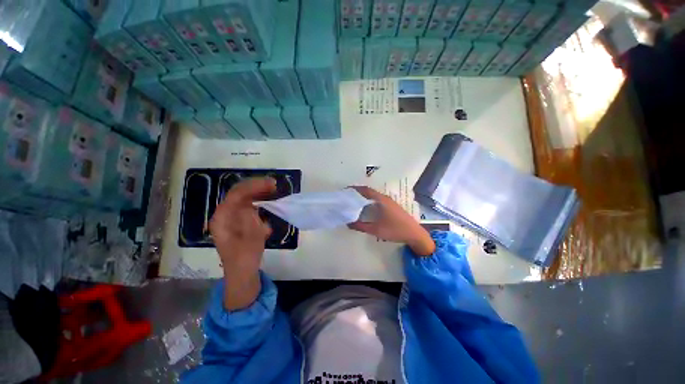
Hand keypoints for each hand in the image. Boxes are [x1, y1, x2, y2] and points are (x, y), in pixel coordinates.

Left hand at [210, 177, 275, 309]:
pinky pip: (249, 203)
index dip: (253, 187)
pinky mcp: (240, 219)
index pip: (236, 195)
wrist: (242, 271)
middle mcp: (225, 214)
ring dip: (258, 191)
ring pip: (244, 197)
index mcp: (222, 219)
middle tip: (274, 185)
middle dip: (256, 186)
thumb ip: (250, 224)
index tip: (271, 185)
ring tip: (273, 189)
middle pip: (239, 193)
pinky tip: (268, 200)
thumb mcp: (250, 242)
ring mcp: (232, 216)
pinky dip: (259, 199)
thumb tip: (251, 207)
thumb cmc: (245, 259)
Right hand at [348, 186, 435, 255]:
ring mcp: (390, 202)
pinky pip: (378, 200)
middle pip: (369, 192)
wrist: (415, 234)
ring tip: (354, 203)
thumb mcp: (376, 230)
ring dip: (364, 197)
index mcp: (381, 200)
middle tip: (348, 198)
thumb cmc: (395, 230)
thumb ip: (361, 226)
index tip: (346, 191)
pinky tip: (366, 209)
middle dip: (358, 193)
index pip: (366, 190)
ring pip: (374, 196)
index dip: (355, 189)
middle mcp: (385, 198)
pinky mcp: (392, 206)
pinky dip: (370, 201)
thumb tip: (348, 223)